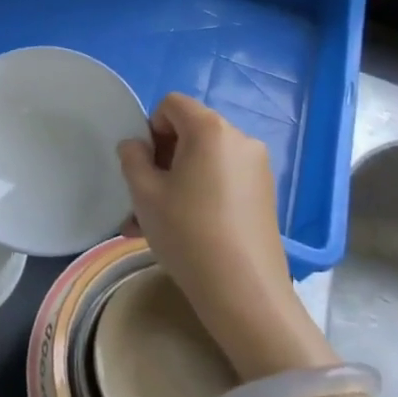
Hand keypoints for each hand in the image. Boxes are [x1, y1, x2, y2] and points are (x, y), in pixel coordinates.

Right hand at [119, 95, 328, 379]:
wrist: (244, 292)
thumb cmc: (188, 233)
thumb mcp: (145, 194)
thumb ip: (133, 158)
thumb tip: (136, 145)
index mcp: (210, 129)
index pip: (172, 104)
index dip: (150, 128)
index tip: (144, 167)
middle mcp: (239, 139)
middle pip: (190, 132)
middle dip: (162, 159)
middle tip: (143, 198)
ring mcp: (257, 168)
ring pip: (204, 161)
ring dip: (176, 181)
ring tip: (154, 224)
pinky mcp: (265, 194)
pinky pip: (222, 180)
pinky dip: (200, 193)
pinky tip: (184, 231)